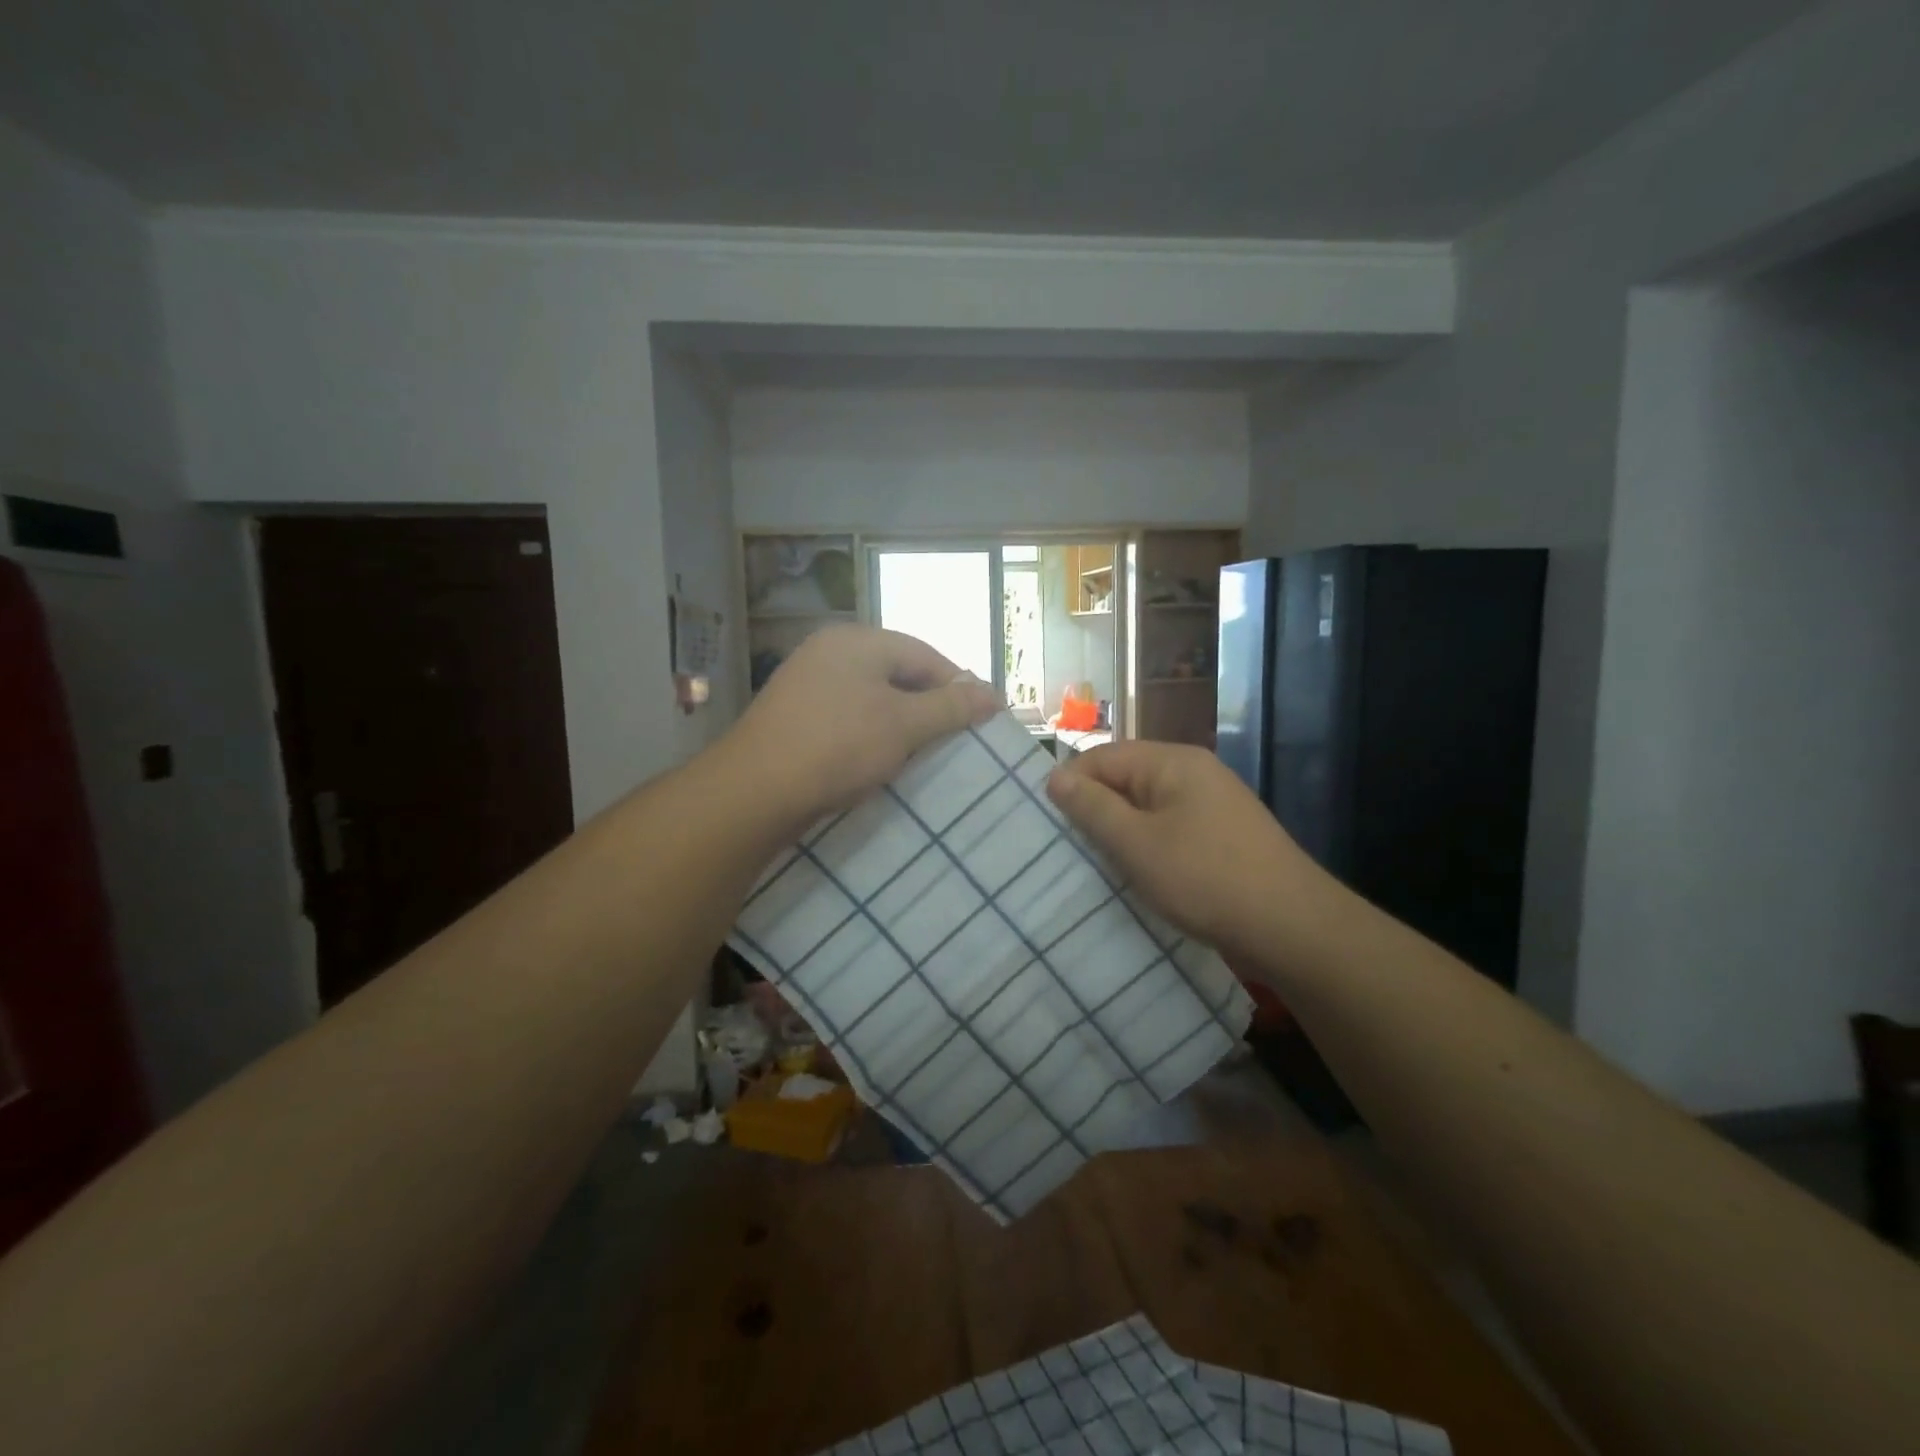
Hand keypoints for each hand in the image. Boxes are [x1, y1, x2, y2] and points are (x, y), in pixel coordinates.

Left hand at [728, 626, 1001, 829]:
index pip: (924, 655)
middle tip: (954, 740)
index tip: (982, 720)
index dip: (958, 686)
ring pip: (872, 698)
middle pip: (897, 673)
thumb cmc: (838, 747)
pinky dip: (871, 735)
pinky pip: (848, 717)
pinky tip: (881, 761)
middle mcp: (829, 651)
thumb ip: (950, 707)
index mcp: (856, 641)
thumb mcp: (904, 725)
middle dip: (928, 706)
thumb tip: (994, 694)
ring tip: (922, 755)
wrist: (755, 791)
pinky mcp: (795, 715)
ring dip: (901, 724)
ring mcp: (807, 683)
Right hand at [1046, 741, 1331, 962]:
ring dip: (1120, 833)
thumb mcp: (1136, 844)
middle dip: (1094, 811)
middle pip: (1124, 779)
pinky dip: (1149, 846)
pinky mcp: (1223, 834)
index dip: (1070, 786)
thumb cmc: (1206, 879)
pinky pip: (1170, 828)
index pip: (1101, 757)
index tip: (1049, 828)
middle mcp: (1194, 772)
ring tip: (1099, 867)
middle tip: (1069, 851)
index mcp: (1172, 761)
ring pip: (1146, 807)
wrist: (1293, 927)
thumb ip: (1092, 808)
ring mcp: (1213, 803)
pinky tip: (1140, 876)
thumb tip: (1055, 777)